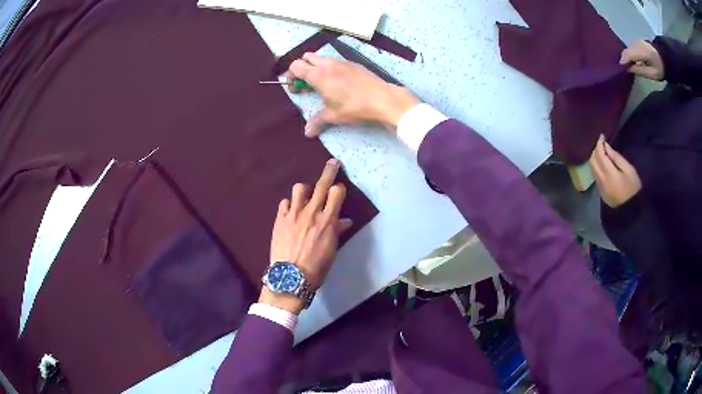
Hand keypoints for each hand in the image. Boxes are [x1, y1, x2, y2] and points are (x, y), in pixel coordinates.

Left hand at [261, 158, 352, 313]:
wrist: (290, 277)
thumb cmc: (316, 267)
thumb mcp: (331, 249)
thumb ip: (337, 231)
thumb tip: (345, 221)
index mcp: (327, 221)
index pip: (337, 193)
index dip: (339, 188)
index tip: (339, 188)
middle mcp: (311, 212)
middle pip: (322, 184)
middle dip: (330, 170)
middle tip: (333, 163)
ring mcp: (294, 214)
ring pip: (300, 188)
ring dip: (305, 190)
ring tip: (305, 197)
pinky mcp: (280, 219)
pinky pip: (285, 202)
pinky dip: (290, 204)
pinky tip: (291, 212)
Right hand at [287, 53, 419, 136]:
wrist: (383, 99)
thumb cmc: (354, 107)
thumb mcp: (333, 115)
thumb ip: (317, 121)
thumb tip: (307, 132)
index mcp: (318, 75)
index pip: (296, 66)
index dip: (291, 76)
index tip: (296, 89)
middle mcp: (328, 64)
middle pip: (307, 57)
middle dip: (302, 68)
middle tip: (307, 83)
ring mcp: (342, 61)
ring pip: (322, 58)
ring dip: (317, 67)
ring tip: (323, 84)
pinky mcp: (353, 63)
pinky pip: (335, 61)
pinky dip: (331, 67)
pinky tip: (339, 82)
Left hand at [590, 135, 641, 207]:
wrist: (631, 212)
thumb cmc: (633, 189)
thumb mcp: (629, 170)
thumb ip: (616, 158)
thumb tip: (606, 146)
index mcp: (609, 174)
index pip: (599, 155)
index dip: (599, 143)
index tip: (602, 136)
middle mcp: (601, 180)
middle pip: (592, 161)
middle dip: (595, 150)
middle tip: (602, 144)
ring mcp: (599, 187)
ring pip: (592, 168)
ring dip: (594, 158)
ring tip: (601, 152)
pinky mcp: (600, 192)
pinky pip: (595, 175)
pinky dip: (596, 166)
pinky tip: (601, 163)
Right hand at [620, 39, 663, 80]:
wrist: (665, 57)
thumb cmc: (660, 68)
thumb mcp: (652, 73)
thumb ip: (639, 70)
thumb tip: (628, 69)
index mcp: (640, 51)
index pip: (627, 55)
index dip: (622, 62)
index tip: (620, 71)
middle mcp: (636, 43)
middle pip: (626, 51)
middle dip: (624, 59)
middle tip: (623, 70)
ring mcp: (637, 40)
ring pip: (628, 49)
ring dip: (627, 56)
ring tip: (627, 66)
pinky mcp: (637, 41)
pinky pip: (631, 47)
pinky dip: (630, 54)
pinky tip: (632, 60)